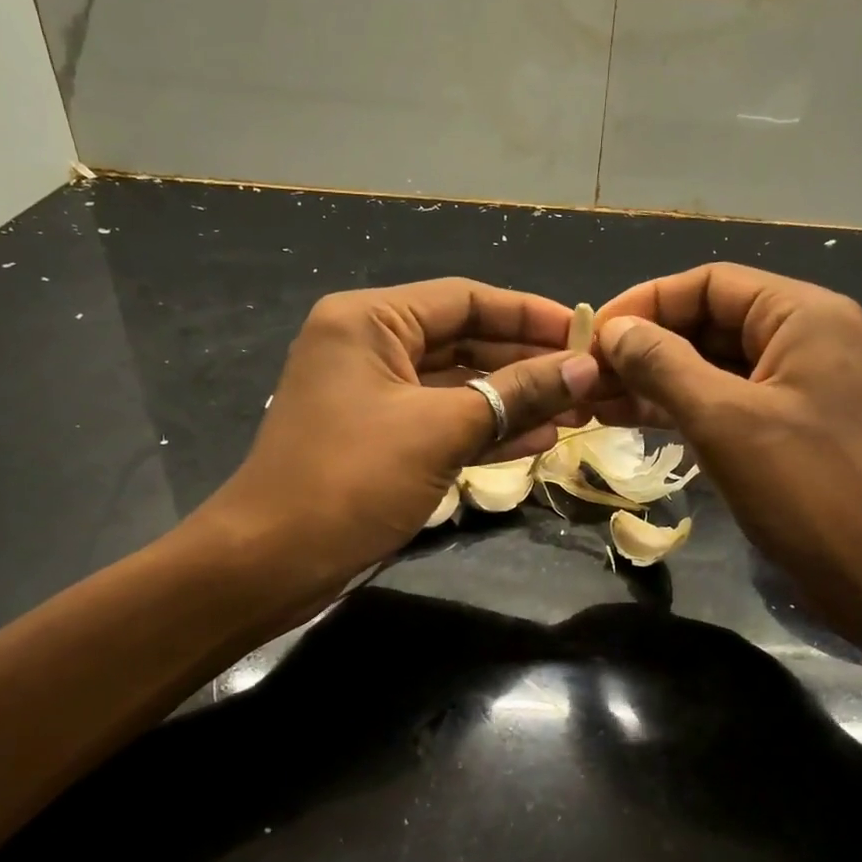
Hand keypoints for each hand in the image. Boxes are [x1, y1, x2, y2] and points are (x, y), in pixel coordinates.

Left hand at [196, 279, 598, 607]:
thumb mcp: (441, 430)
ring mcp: (375, 396)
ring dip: (515, 399)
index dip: (530, 315)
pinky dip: (488, 429)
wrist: (272, 562)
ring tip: (577, 413)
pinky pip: (445, 420)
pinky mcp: (382, 438)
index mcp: (370, 321)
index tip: (586, 334)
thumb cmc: (351, 480)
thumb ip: (516, 395)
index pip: (466, 299)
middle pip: (465, 340)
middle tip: (589, 381)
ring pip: (460, 384)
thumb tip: (586, 369)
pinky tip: (540, 440)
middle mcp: (370, 346)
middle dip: (527, 363)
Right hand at [591, 264, 861, 647]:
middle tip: (587, 376)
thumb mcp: (724, 419)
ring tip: (594, 401)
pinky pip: (723, 402)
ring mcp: (794, 386)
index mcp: (802, 315)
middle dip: (645, 346)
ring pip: (710, 365)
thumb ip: (663, 365)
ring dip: (654, 379)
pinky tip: (629, 420)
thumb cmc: (808, 488)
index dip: (646, 303)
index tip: (593, 336)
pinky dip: (678, 408)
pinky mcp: (785, 428)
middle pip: (708, 322)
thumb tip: (613, 331)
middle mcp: (802, 339)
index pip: (709, 283)